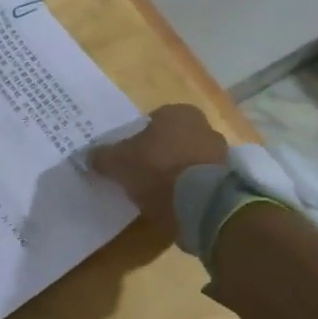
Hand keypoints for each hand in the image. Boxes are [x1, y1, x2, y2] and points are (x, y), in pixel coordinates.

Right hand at [87, 104, 228, 242]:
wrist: (203, 204)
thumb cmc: (158, 170)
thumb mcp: (119, 163)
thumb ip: (103, 157)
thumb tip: (88, 156)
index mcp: (178, 113)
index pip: (153, 121)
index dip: (138, 139)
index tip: (128, 158)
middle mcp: (204, 126)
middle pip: (173, 140)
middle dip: (159, 155)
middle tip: (141, 175)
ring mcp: (221, 154)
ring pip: (189, 161)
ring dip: (177, 174)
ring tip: (158, 195)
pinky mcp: (229, 181)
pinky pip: (202, 182)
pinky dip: (191, 191)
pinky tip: (176, 205)